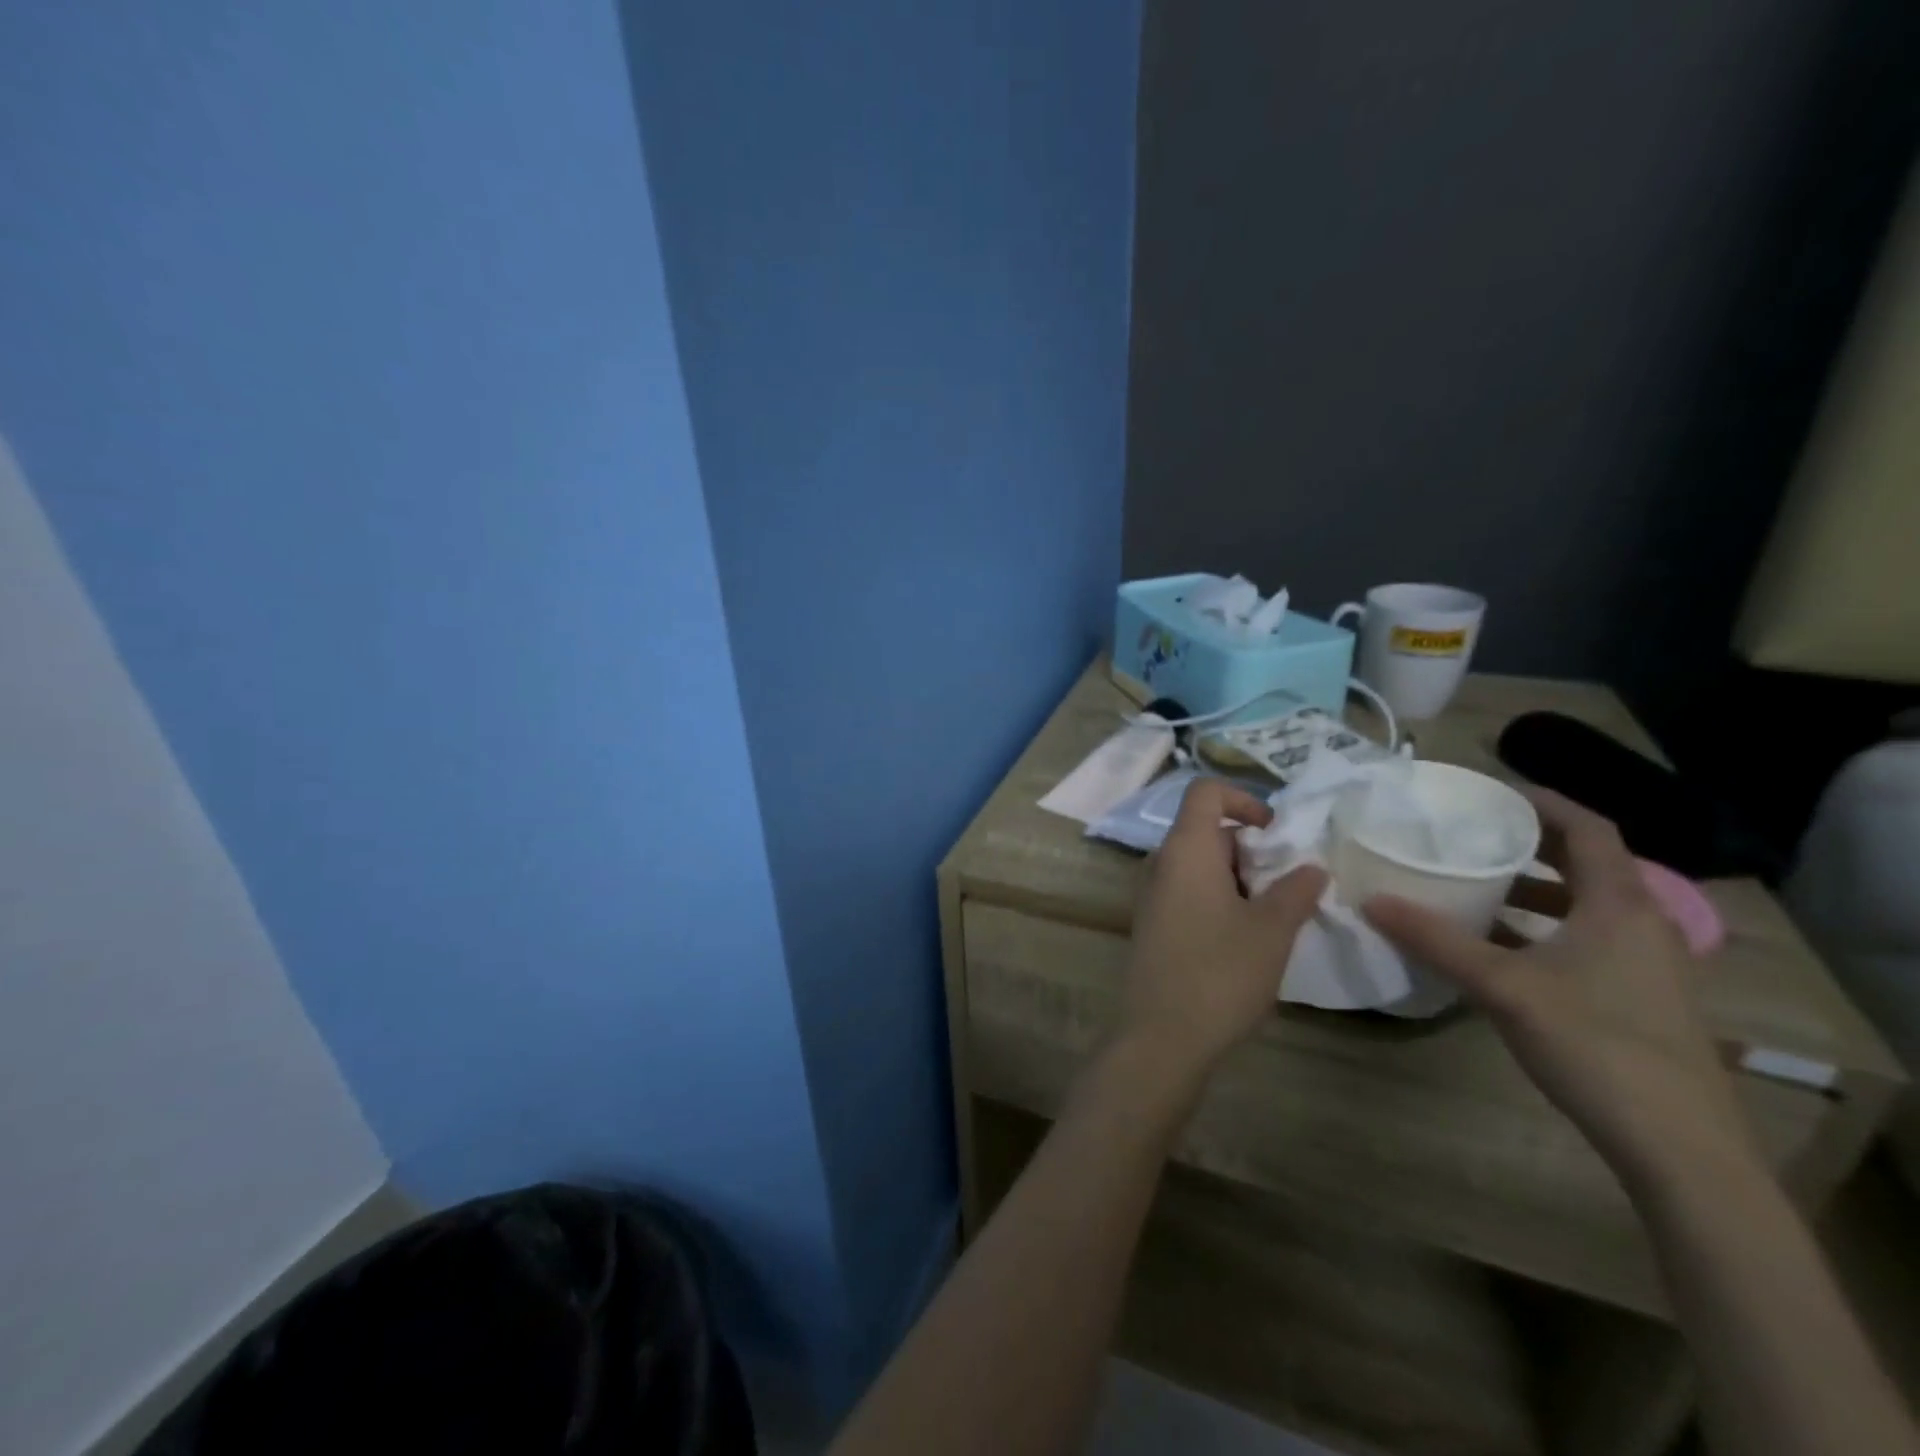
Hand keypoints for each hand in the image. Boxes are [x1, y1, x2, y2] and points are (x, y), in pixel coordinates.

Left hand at [1121, 778, 1326, 1084]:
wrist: (1161, 1035)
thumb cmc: (1220, 972)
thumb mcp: (1272, 930)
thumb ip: (1296, 891)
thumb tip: (1311, 867)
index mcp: (1185, 849)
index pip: (1205, 792)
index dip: (1243, 799)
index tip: (1276, 833)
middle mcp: (1161, 863)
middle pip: (1206, 830)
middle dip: (1251, 850)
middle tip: (1284, 889)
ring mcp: (1151, 894)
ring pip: (1200, 865)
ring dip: (1239, 879)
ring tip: (1271, 919)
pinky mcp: (1152, 923)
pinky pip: (1188, 891)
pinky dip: (1219, 899)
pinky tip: (1244, 939)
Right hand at [1365, 788, 1755, 1190]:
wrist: (1677, 1145)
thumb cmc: (1593, 1043)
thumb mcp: (1501, 986)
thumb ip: (1435, 939)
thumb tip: (1371, 900)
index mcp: (1620, 905)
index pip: (1589, 828)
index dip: (1544, 802)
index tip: (1492, 792)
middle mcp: (1643, 923)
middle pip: (1590, 863)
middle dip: (1532, 843)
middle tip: (1474, 833)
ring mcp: (1649, 963)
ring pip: (1589, 904)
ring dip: (1537, 888)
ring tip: (1479, 884)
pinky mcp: (1643, 996)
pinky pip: (1590, 937)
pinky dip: (1546, 925)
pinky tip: (1503, 946)